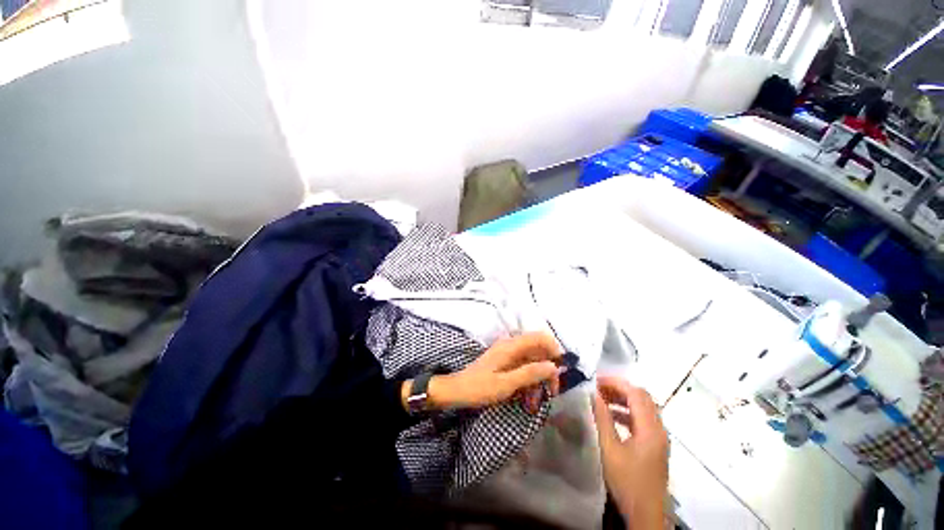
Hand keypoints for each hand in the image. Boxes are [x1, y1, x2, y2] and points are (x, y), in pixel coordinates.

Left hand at [403, 333, 561, 412]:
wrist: (457, 391)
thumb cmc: (479, 388)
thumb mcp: (506, 384)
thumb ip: (530, 373)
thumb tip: (553, 366)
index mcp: (511, 346)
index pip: (540, 337)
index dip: (554, 350)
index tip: (560, 370)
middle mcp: (511, 346)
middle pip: (538, 351)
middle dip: (547, 372)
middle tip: (550, 393)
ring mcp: (508, 355)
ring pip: (532, 363)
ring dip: (537, 381)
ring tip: (534, 404)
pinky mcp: (505, 364)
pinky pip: (523, 369)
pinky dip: (528, 383)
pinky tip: (527, 400)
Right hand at [591, 376, 668, 529]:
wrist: (646, 514)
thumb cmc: (627, 481)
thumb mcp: (609, 449)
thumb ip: (602, 418)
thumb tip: (593, 394)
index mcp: (650, 428)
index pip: (636, 393)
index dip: (615, 382)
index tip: (595, 381)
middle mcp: (659, 429)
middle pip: (642, 397)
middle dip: (619, 388)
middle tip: (598, 388)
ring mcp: (659, 438)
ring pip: (643, 408)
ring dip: (623, 399)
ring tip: (602, 399)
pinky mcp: (656, 446)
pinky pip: (643, 420)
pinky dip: (627, 412)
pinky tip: (612, 417)